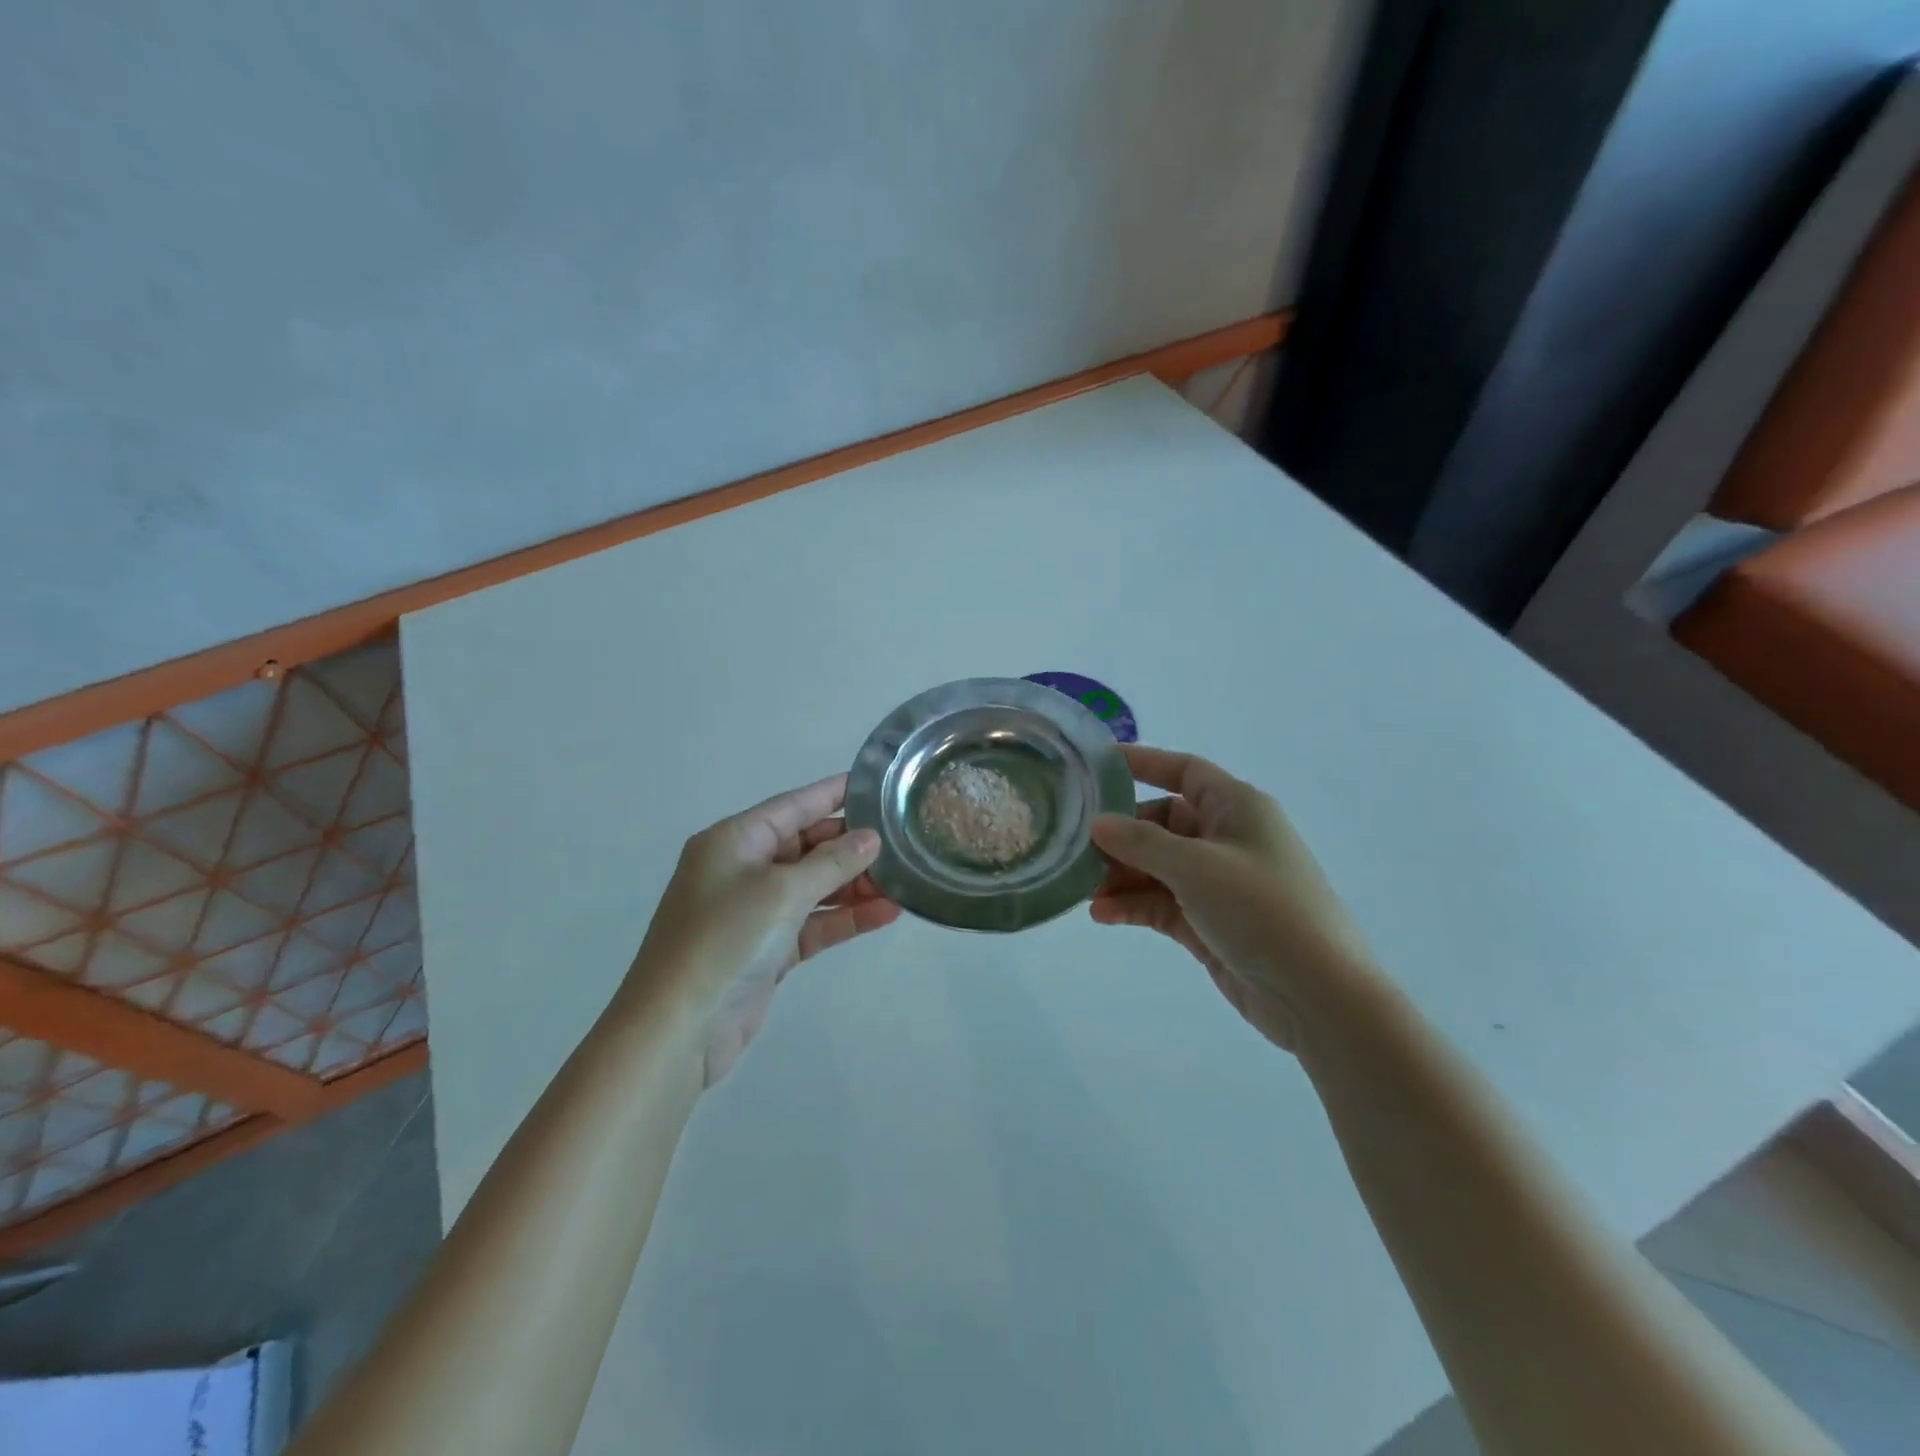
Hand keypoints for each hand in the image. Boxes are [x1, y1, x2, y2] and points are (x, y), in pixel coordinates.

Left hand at [626, 774, 900, 1083]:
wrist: (679, 1029)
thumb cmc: (725, 940)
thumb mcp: (782, 892)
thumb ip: (832, 863)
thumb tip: (871, 838)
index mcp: (734, 841)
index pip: (793, 806)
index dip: (833, 794)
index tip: (876, 785)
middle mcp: (742, 869)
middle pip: (806, 846)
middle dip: (851, 846)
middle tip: (902, 841)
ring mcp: (754, 911)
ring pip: (814, 887)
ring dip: (854, 885)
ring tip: (903, 882)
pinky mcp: (767, 949)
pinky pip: (814, 922)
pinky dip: (845, 918)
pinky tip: (886, 914)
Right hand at [1089, 746, 1372, 1050]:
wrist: (1318, 995)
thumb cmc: (1263, 910)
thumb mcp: (1197, 867)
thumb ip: (1141, 842)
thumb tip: (1098, 823)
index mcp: (1237, 808)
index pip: (1184, 771)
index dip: (1143, 763)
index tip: (1096, 765)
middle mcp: (1226, 839)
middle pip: (1162, 823)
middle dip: (1121, 835)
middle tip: (1078, 847)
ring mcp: (1217, 883)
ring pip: (1157, 866)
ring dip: (1121, 875)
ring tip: (1085, 889)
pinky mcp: (1209, 922)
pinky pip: (1161, 903)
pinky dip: (1133, 905)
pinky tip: (1102, 915)